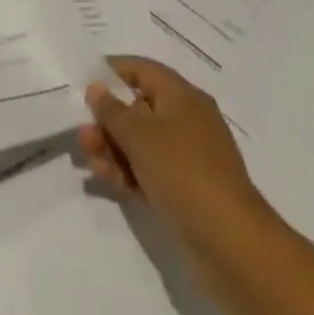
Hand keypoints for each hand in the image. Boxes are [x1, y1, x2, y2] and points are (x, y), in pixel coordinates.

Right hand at [79, 56, 270, 263]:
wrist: (231, 244)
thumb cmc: (183, 172)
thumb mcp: (139, 134)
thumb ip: (112, 109)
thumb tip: (97, 88)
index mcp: (182, 97)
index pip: (143, 70)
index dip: (112, 72)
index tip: (83, 82)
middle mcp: (186, 121)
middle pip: (138, 108)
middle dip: (107, 120)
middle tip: (82, 134)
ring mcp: (187, 158)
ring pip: (140, 142)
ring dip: (112, 147)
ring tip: (89, 158)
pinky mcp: (185, 190)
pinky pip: (149, 170)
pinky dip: (127, 171)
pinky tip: (106, 180)